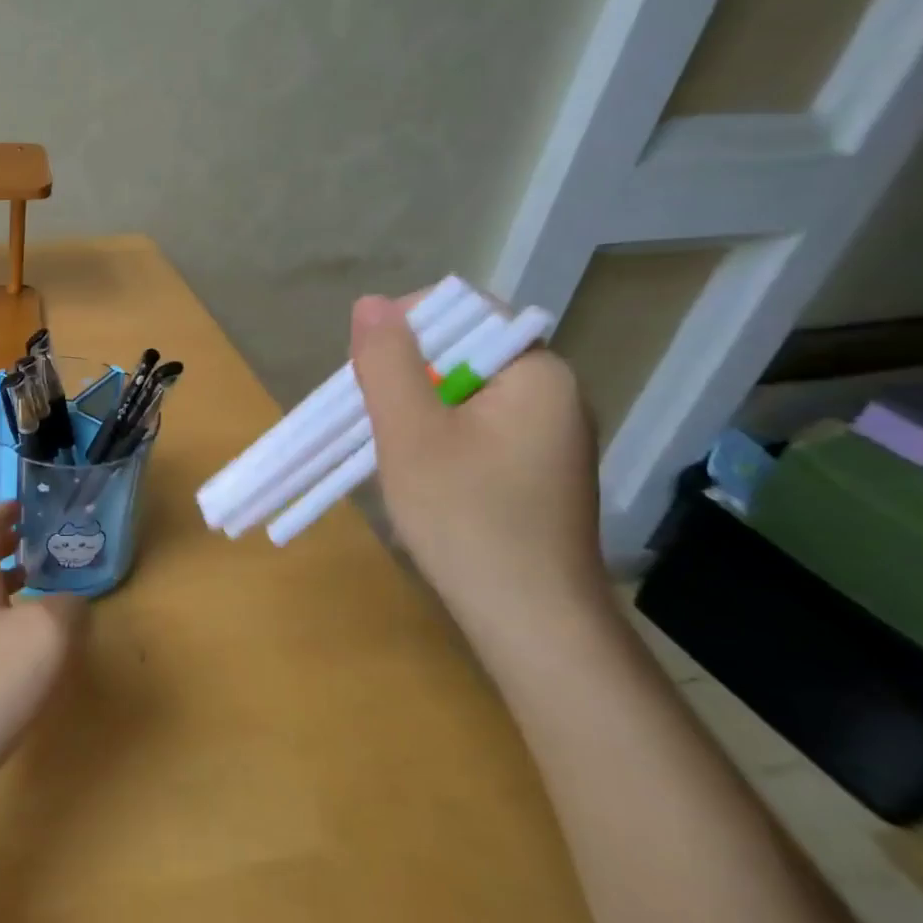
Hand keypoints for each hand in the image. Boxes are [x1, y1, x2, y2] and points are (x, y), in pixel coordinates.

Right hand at [350, 294, 604, 639]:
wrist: (531, 621)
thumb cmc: (467, 517)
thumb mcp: (410, 432)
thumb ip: (388, 362)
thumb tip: (371, 302)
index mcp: (536, 371)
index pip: (468, 311)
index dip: (408, 326)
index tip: (369, 371)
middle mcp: (554, 393)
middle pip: (464, 351)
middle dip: (408, 374)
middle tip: (374, 417)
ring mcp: (549, 435)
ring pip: (465, 393)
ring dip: (418, 408)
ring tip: (391, 448)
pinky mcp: (537, 469)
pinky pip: (478, 427)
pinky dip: (440, 437)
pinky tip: (421, 473)